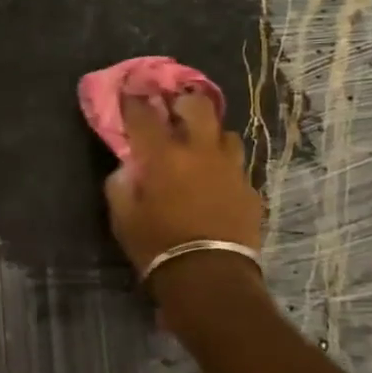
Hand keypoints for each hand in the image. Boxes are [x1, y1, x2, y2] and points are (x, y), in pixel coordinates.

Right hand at [103, 91, 262, 279]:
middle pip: (198, 107)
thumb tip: (126, 169)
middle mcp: (200, 152)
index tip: (129, 94)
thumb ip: (120, 186)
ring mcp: (231, 169)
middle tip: (174, 111)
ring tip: (201, 148)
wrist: (210, 278)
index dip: (134, 101)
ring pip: (226, 134)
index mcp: (163, 156)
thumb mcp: (123, 219)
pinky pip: (238, 167)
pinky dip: (224, 168)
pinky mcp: (250, 190)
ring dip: (210, 135)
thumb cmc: (157, 247)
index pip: (144, 115)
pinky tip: (217, 183)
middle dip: (184, 102)